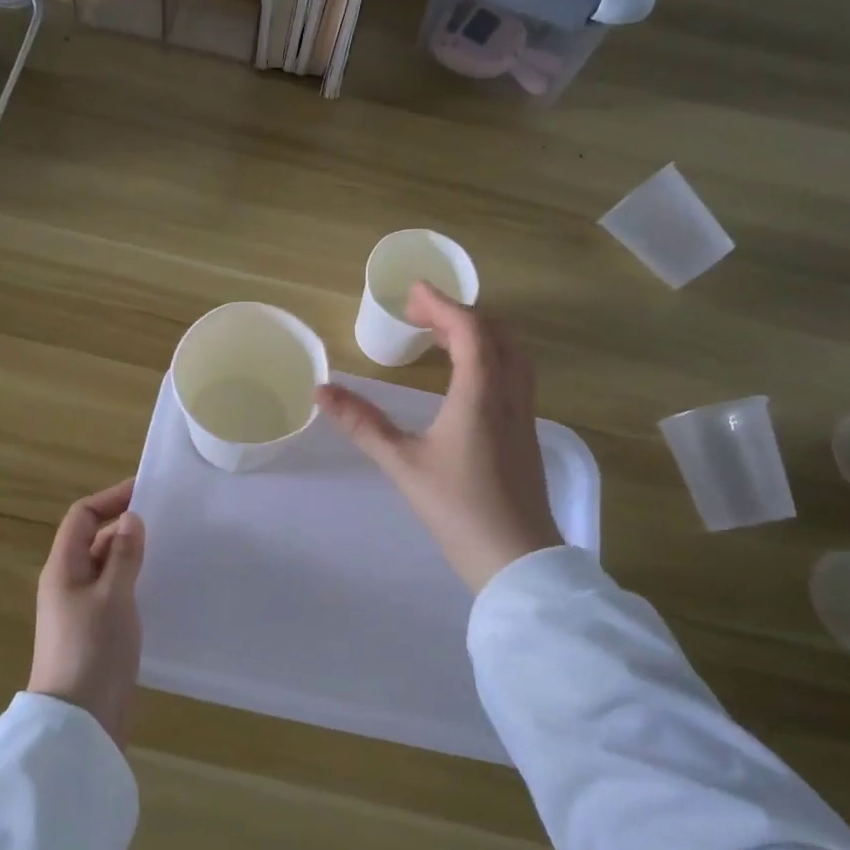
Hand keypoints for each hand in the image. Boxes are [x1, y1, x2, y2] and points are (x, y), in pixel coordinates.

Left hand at [28, 478, 144, 748]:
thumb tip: (131, 519)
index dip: (110, 499)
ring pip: (107, 568)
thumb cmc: (93, 650)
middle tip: (168, 522)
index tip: (146, 491)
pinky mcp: (95, 633)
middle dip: (125, 527)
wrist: (78, 722)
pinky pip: (114, 594)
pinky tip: (160, 588)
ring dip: (132, 556)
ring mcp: (80, 610)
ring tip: (170, 551)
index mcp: (63, 568)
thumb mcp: (113, 596)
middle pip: (94, 541)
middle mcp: (67, 584)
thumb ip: (123, 555)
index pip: (81, 517)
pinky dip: (134, 583)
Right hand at [317, 285, 561, 591]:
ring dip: (478, 333)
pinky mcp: (527, 431)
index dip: (442, 304)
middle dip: (459, 313)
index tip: (413, 291)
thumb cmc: (458, 508)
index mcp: (481, 393)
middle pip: (495, 333)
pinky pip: (513, 374)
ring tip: (441, 336)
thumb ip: (363, 424)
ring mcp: (524, 413)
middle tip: (420, 314)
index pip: (468, 329)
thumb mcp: (403, 464)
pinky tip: (465, 376)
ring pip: (510, 353)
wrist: (516, 558)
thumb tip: (322, 391)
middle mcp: (510, 393)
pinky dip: (489, 356)